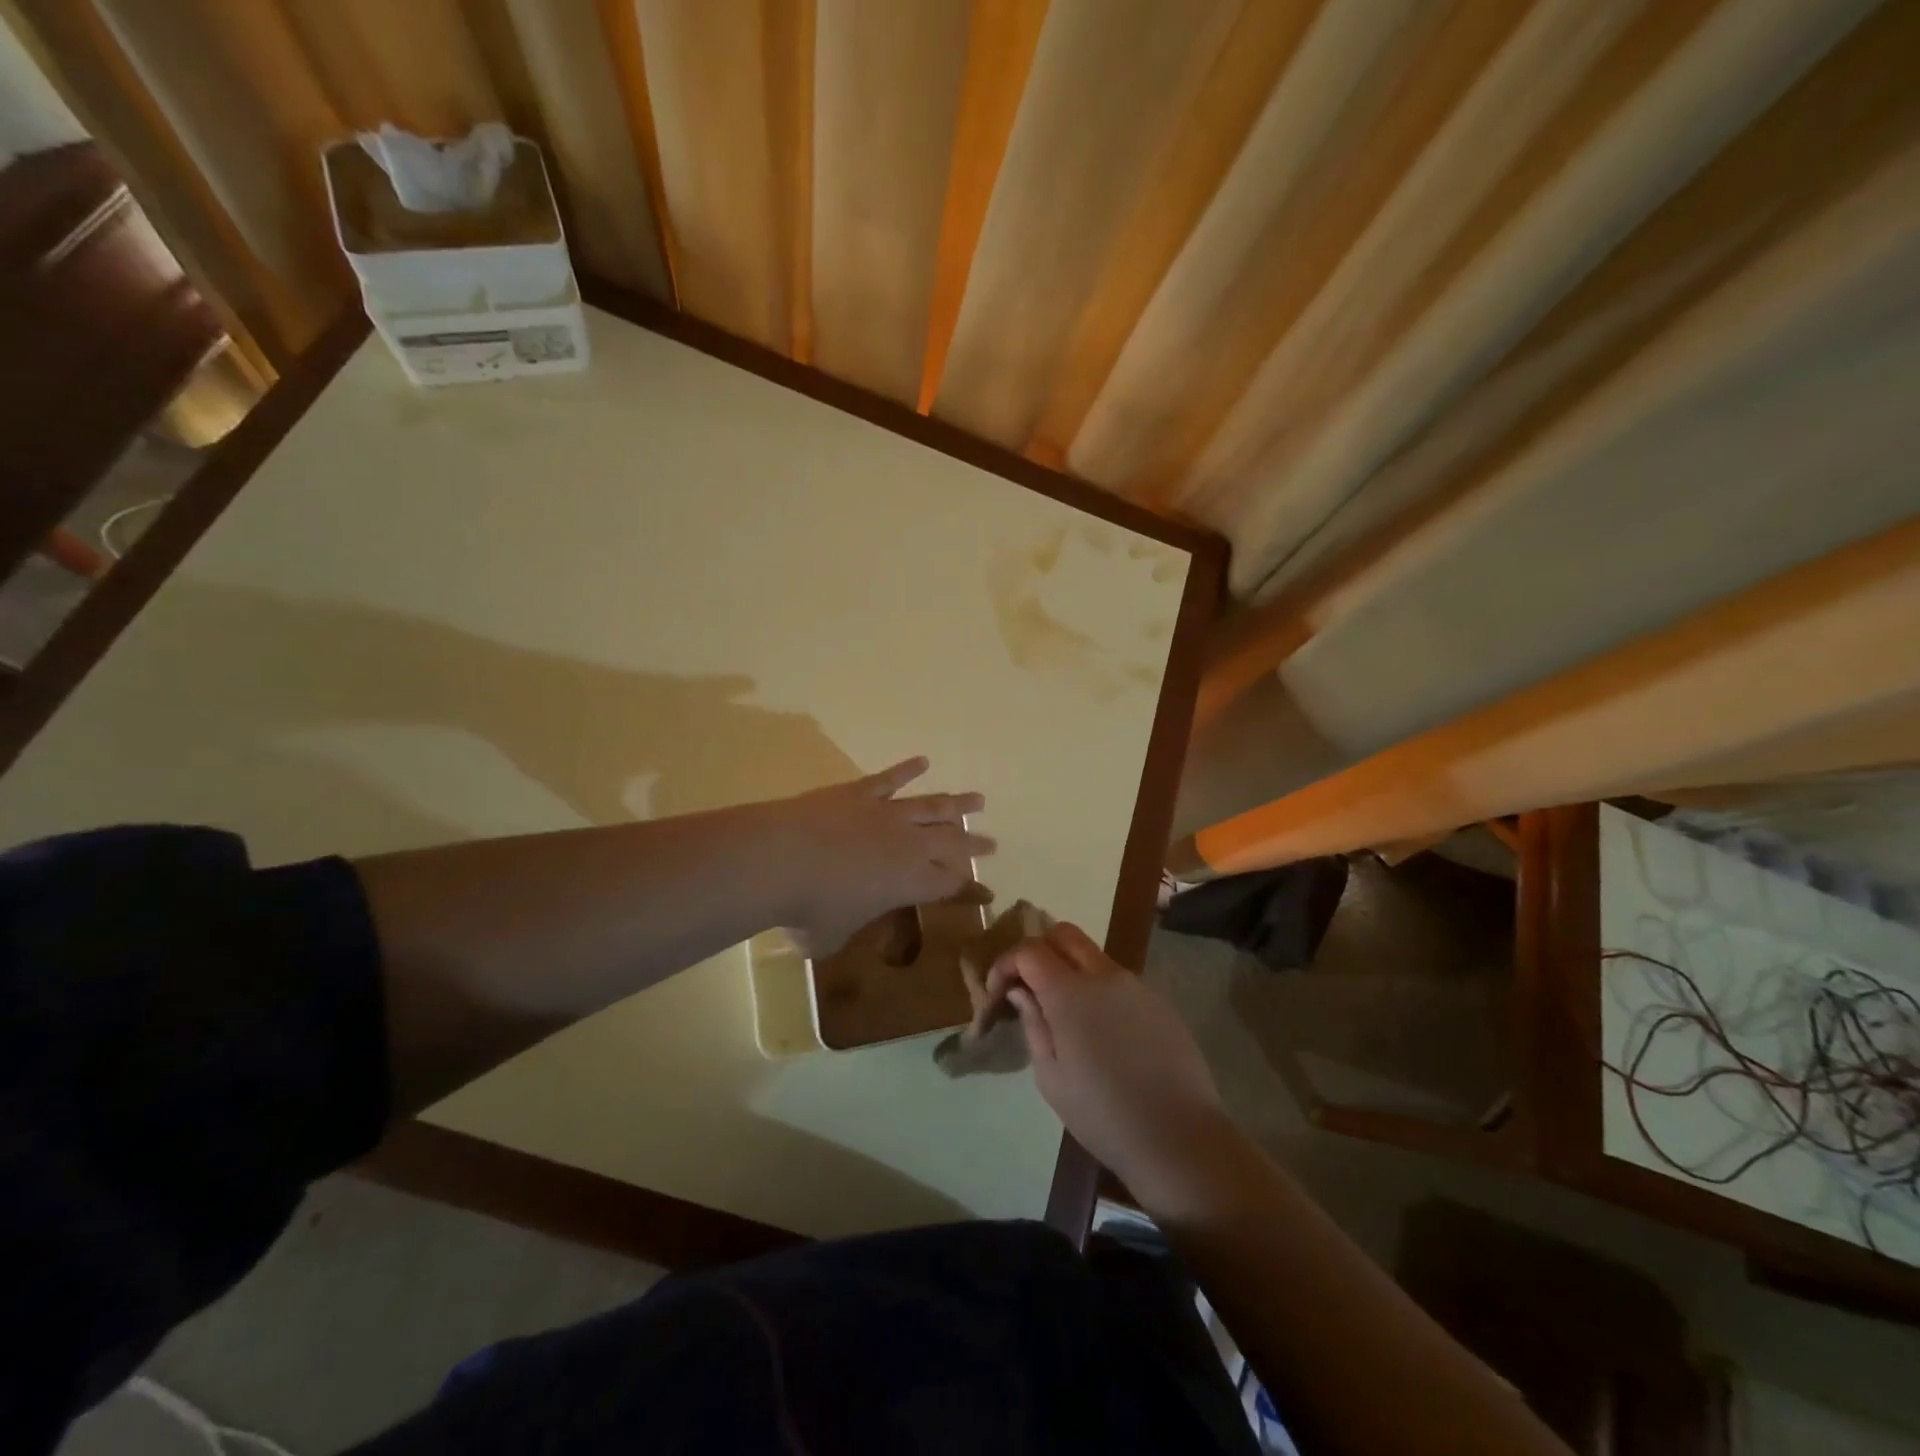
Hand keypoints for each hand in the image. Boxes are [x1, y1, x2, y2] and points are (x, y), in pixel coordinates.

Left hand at [773, 757, 994, 954]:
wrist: (780, 859)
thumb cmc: (809, 909)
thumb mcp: (830, 936)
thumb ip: (841, 932)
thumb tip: (832, 933)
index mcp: (910, 883)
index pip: (951, 886)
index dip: (971, 890)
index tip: (988, 893)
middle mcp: (909, 844)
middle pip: (952, 842)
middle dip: (974, 844)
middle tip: (991, 843)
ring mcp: (886, 814)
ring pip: (932, 805)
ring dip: (957, 803)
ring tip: (978, 800)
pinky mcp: (860, 793)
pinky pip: (890, 778)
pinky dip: (908, 769)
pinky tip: (923, 761)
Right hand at [995, 923, 1232, 1208]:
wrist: (1179, 1138)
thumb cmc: (1103, 1114)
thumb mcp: (1051, 1077)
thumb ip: (1033, 1024)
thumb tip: (1022, 991)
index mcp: (1071, 992)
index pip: (1029, 950)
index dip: (1006, 964)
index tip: (998, 994)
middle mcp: (1105, 976)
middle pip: (1064, 934)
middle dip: (1039, 950)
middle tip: (1028, 987)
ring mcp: (1137, 985)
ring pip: (1094, 956)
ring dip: (1070, 970)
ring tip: (1064, 1015)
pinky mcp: (1160, 1002)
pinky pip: (1119, 981)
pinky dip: (1099, 990)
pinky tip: (1102, 1033)